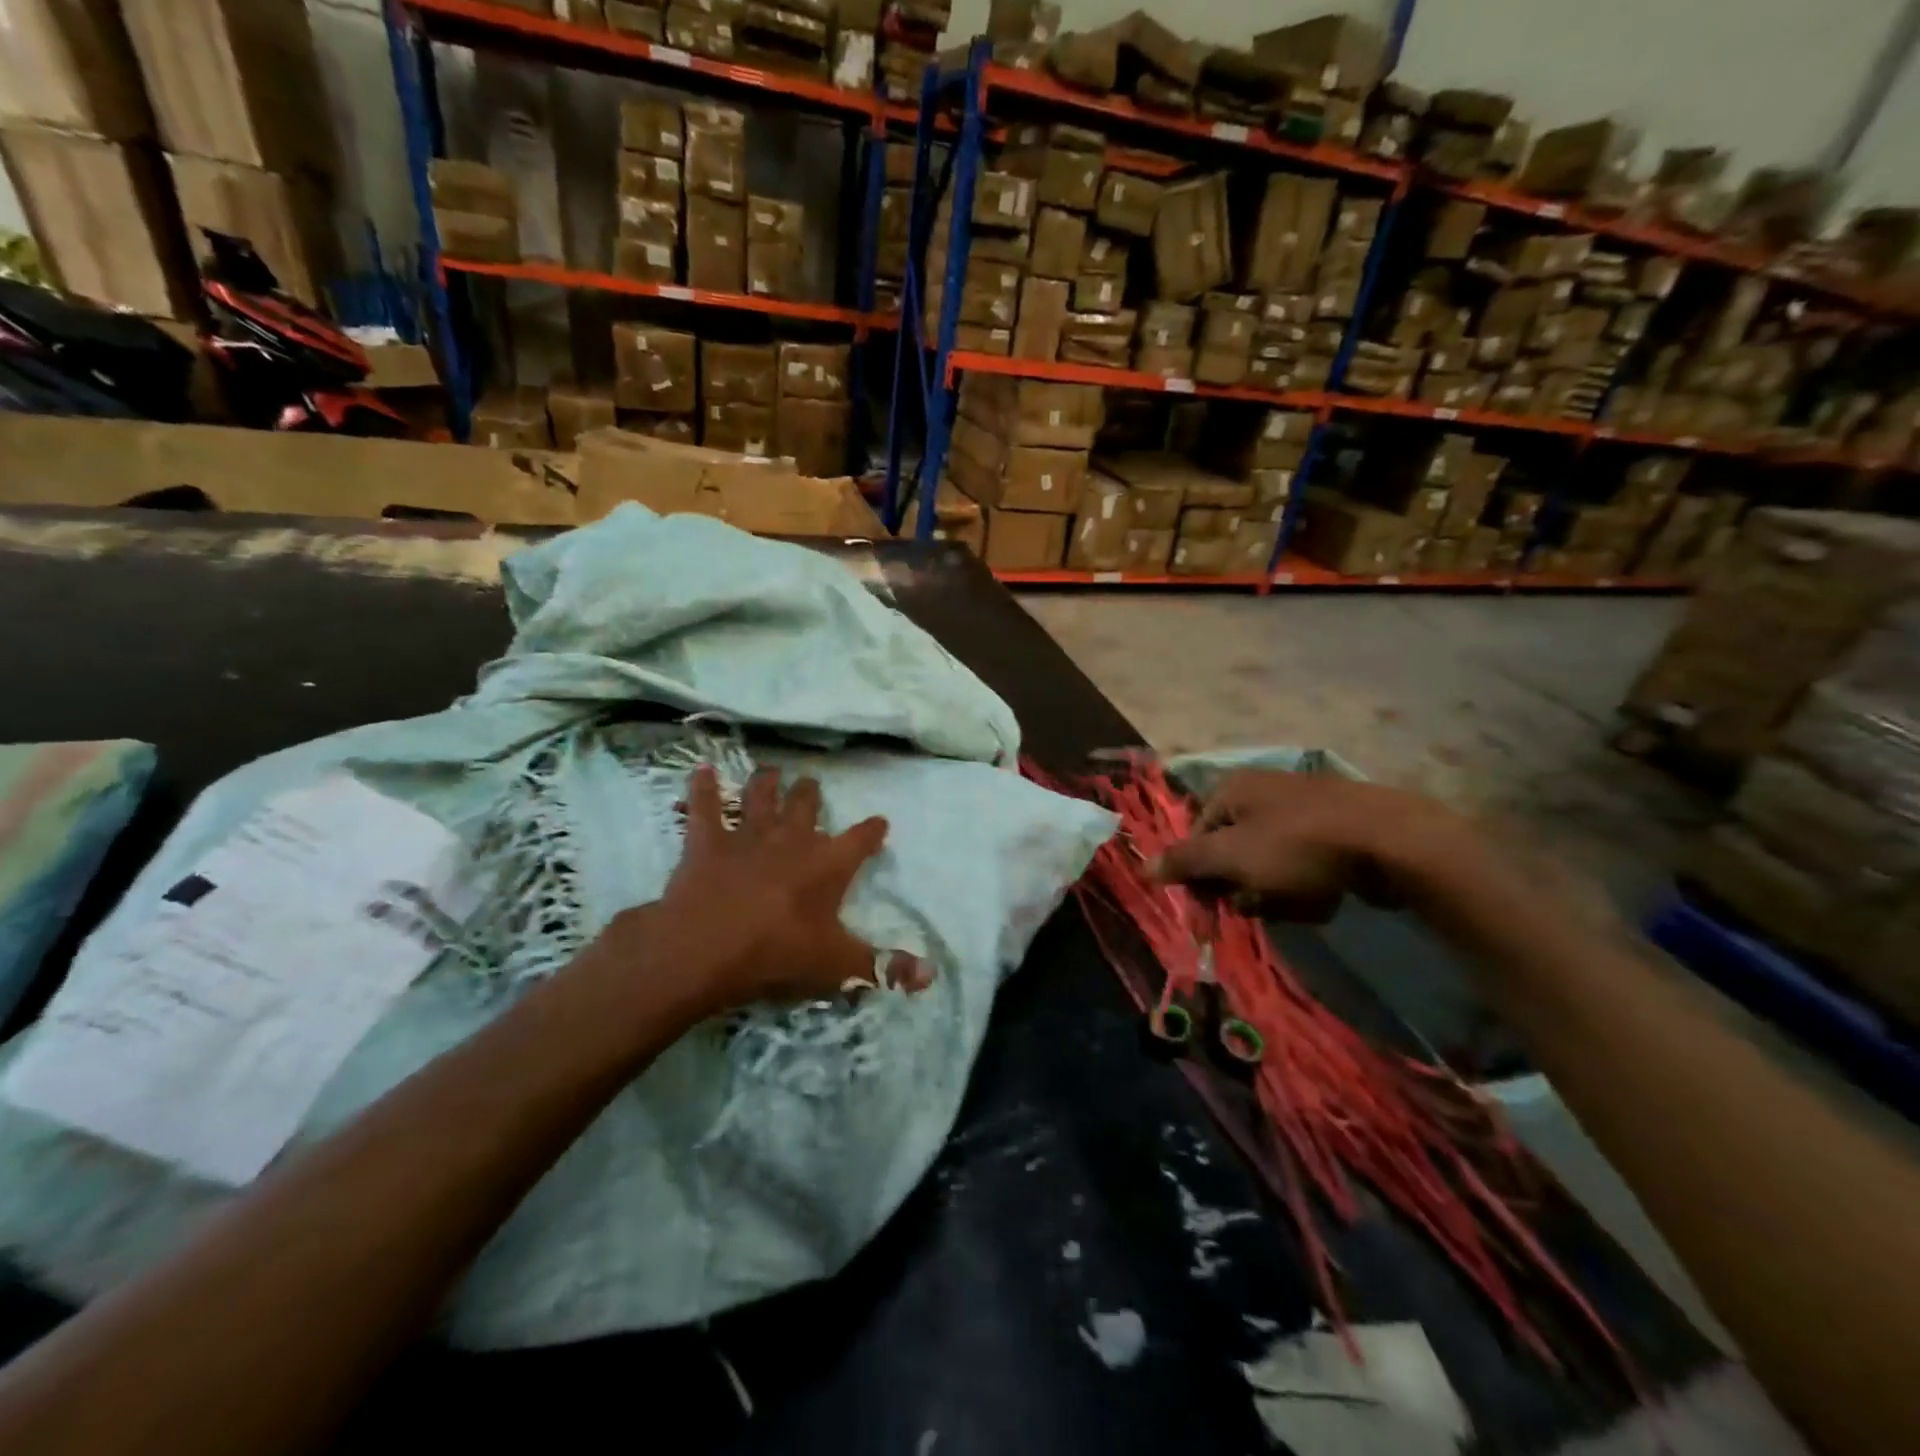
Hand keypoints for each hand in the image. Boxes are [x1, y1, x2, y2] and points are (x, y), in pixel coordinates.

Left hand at [593, 764, 931, 1020]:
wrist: (706, 948)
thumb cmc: (777, 953)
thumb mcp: (837, 966)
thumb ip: (884, 968)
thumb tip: (930, 975)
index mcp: (828, 864)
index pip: (861, 839)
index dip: (872, 830)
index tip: (880, 822)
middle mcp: (792, 839)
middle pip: (806, 805)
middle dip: (810, 793)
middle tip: (811, 783)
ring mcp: (747, 835)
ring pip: (760, 797)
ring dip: (766, 783)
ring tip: (770, 771)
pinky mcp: (707, 841)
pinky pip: (705, 805)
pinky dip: (703, 786)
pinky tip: (703, 769)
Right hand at [1155, 771, 1476, 922]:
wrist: (1391, 841)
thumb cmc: (1298, 847)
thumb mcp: (1232, 856)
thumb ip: (1185, 861)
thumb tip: (1144, 867)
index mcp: (1232, 790)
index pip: (1196, 837)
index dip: (1200, 874)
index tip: (1213, 907)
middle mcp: (1262, 793)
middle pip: (1231, 851)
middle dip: (1241, 886)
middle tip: (1257, 905)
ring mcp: (1301, 810)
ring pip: (1267, 863)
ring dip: (1273, 892)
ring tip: (1296, 904)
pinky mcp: (1334, 830)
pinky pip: (1303, 864)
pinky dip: (1306, 886)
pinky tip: (1322, 899)